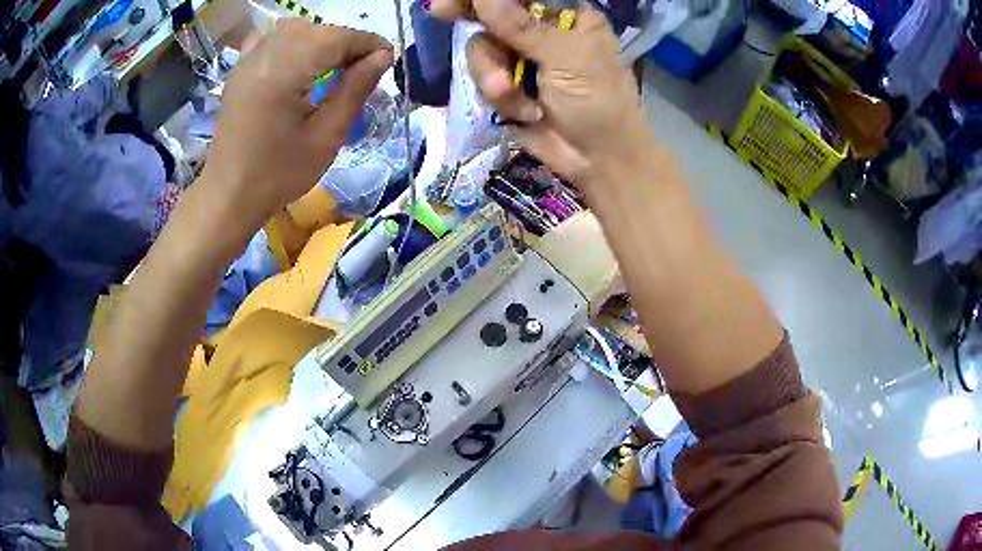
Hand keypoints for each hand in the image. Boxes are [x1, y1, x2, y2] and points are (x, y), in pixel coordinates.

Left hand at [201, 18, 392, 236]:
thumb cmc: (278, 174)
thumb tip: (383, 56)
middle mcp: (265, 55)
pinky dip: (291, 41)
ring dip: (321, 40)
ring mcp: (248, 60)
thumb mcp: (326, 137)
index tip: (388, 59)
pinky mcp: (240, 69)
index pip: (337, 37)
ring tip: (334, 65)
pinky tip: (297, 60)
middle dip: (346, 43)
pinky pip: (270, 38)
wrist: (229, 194)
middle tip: (363, 68)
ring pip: (295, 29)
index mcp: (285, 71)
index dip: (367, 43)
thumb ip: (355, 89)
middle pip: (317, 30)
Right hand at [432, 0, 645, 184]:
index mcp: (564, 16)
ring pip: (481, 49)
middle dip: (470, 17)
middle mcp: (539, 32)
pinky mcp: (508, 87)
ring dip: (491, 74)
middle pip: (490, 13)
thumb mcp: (567, 58)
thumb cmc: (598, 102)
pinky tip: (525, 112)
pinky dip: (500, 97)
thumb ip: (524, 27)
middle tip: (440, 11)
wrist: (599, 160)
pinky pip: (482, 79)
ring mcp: (521, 59)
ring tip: (510, 94)